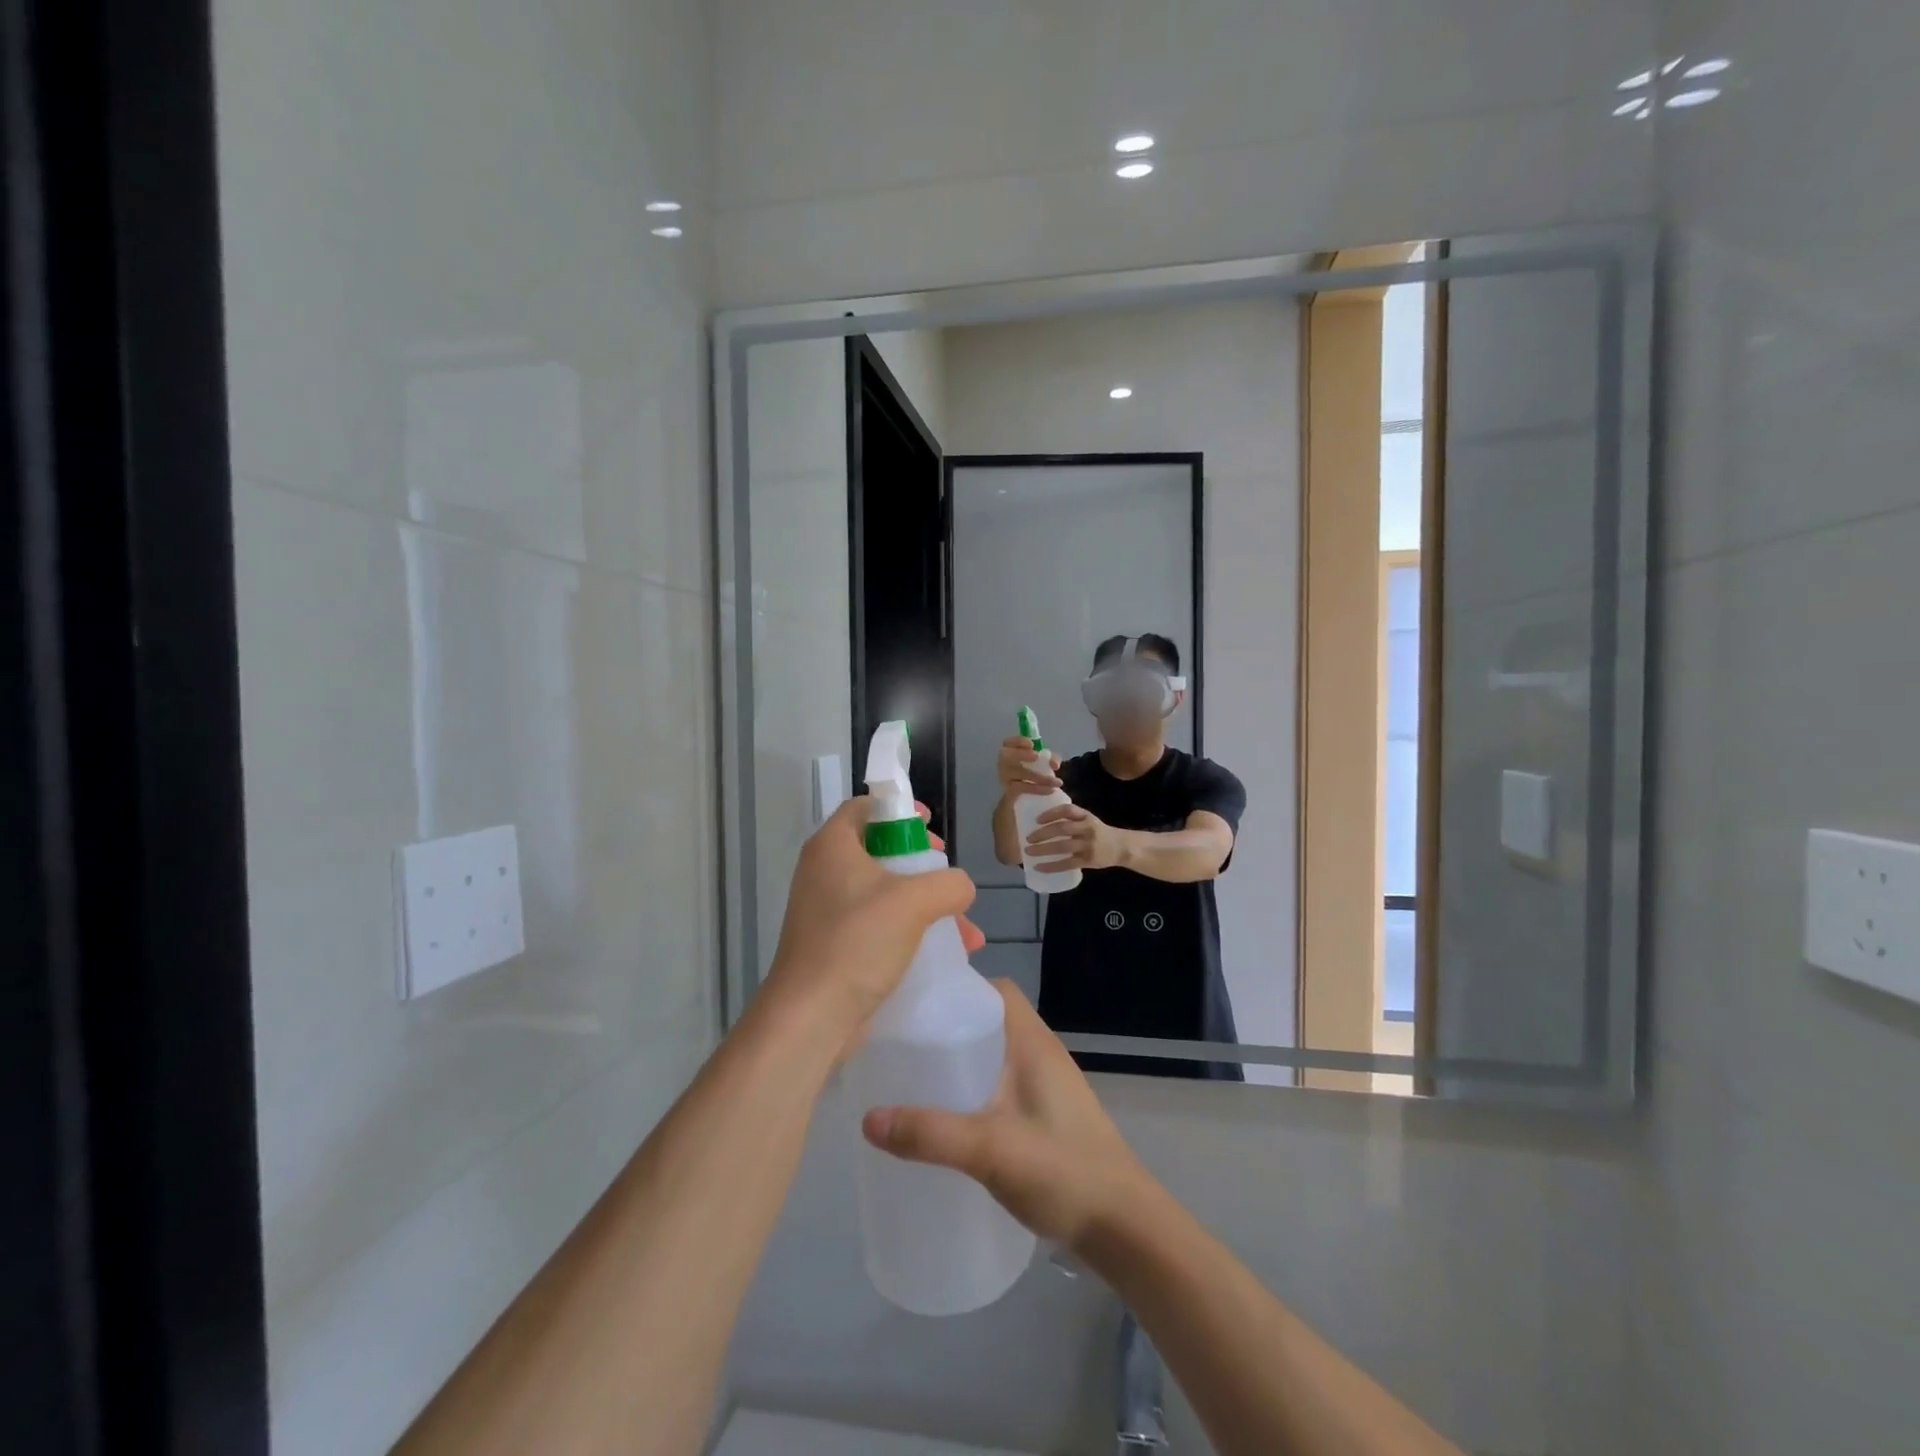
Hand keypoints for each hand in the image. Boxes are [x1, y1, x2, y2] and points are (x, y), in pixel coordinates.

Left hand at [762, 798, 981, 1045]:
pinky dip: (911, 933)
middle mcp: (824, 871)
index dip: (900, 811)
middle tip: (947, 879)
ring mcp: (827, 911)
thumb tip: (960, 888)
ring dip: (927, 907)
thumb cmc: (858, 942)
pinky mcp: (835, 945)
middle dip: (923, 867)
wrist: (811, 1017)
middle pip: (880, 851)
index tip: (931, 828)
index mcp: (833, 846)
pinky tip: (947, 956)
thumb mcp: (914, 902)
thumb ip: (949, 884)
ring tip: (966, 933)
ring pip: (886, 894)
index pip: (865, 807)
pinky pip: (879, 926)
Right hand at [861, 983, 1153, 1249]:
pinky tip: (949, 1120)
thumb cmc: (1063, 1170)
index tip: (918, 1002)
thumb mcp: (991, 1150)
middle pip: (991, 1022)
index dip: (961, 987)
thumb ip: (931, 1134)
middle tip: (904, 1044)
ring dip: (962, 1062)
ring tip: (916, 1079)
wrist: (1125, 1229)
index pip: (997, 990)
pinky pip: (1002, 1087)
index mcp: (1033, 1042)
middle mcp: (1041, 1054)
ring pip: (996, 1057)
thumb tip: (867, 1119)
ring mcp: (1047, 1088)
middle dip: (950, 1027)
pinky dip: (975, 1091)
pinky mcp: (1046, 1118)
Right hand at [997, 736, 1061, 796]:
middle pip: (1006, 756)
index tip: (1032, 744)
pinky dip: (1038, 789)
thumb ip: (1051, 759)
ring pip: (1017, 775)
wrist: (1024, 795)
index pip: (1009, 742)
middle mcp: (1004, 763)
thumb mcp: (1043, 761)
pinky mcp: (1010, 791)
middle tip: (1036, 756)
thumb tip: (1054, 764)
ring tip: (1056, 781)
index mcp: (1010, 751)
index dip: (1019, 742)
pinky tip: (1050, 790)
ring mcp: (1005, 778)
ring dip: (1039, 777)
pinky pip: (1022, 789)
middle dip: (1021, 754)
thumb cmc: (1032, 771)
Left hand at [1025, 803, 1124, 871]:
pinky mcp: (1088, 860)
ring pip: (1062, 846)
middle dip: (1042, 833)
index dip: (1051, 813)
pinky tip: (1039, 867)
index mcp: (1085, 816)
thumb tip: (1043, 818)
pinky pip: (1067, 864)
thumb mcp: (1088, 820)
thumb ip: (1071, 818)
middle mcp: (1087, 829)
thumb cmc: (1099, 832)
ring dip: (1043, 849)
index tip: (1036, 819)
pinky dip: (1052, 866)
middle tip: (1027, 838)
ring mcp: (1088, 845)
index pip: (1067, 810)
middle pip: (1062, 828)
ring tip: (1029, 851)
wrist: (1121, 847)